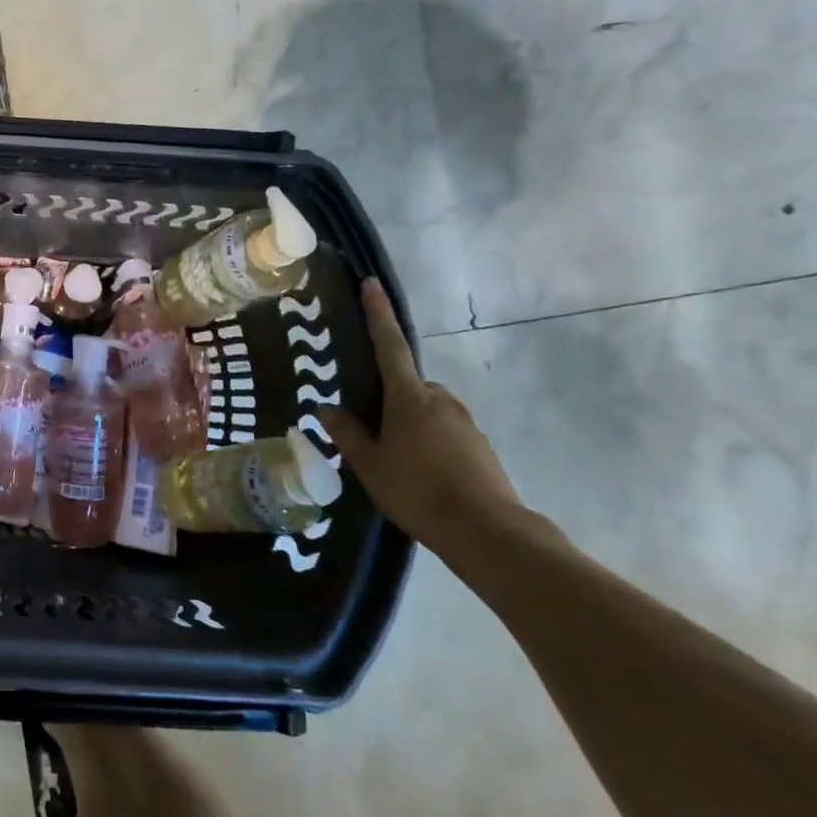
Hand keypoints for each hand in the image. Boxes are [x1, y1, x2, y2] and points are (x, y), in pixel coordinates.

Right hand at [326, 277, 522, 553]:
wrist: (488, 533)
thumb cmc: (418, 491)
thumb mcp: (369, 464)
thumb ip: (347, 433)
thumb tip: (327, 408)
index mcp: (410, 398)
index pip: (389, 345)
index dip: (378, 314)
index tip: (372, 284)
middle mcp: (441, 400)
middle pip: (409, 385)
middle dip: (390, 399)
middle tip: (371, 429)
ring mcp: (465, 423)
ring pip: (427, 410)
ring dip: (410, 424)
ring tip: (395, 461)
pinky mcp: (480, 447)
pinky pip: (445, 432)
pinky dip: (430, 443)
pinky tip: (421, 475)